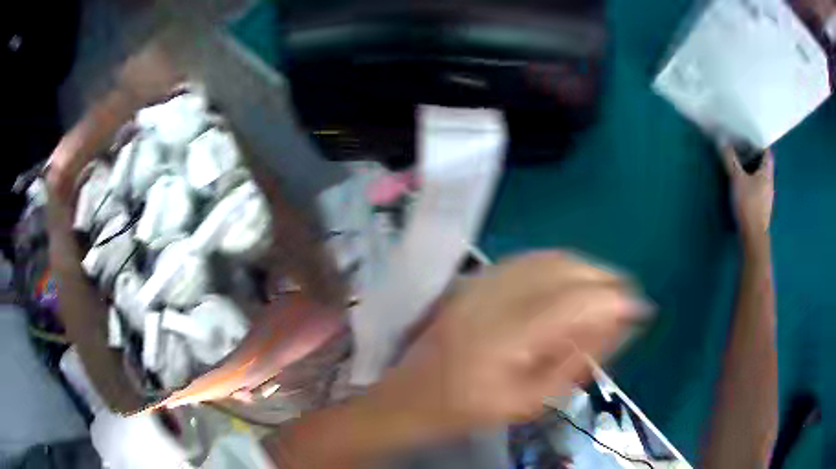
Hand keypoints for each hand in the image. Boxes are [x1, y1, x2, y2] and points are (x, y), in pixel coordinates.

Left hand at [377, 251, 649, 433]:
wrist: (411, 395)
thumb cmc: (470, 410)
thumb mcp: (531, 400)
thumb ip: (578, 360)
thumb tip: (618, 322)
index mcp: (504, 338)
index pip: (574, 301)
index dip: (614, 299)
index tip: (640, 308)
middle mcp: (492, 298)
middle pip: (564, 269)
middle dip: (604, 278)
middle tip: (624, 299)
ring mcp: (479, 283)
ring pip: (548, 257)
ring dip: (585, 268)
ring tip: (604, 289)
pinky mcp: (474, 279)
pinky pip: (528, 258)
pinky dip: (559, 264)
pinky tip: (571, 280)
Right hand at [719, 146, 773, 242]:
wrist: (753, 238)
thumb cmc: (748, 205)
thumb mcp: (737, 179)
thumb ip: (730, 159)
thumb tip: (722, 139)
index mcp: (767, 172)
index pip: (767, 152)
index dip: (759, 142)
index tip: (748, 137)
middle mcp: (769, 183)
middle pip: (764, 164)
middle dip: (754, 155)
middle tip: (741, 148)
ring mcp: (766, 197)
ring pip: (761, 177)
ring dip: (752, 169)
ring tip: (740, 164)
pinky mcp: (761, 208)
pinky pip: (757, 188)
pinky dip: (751, 182)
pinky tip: (743, 185)